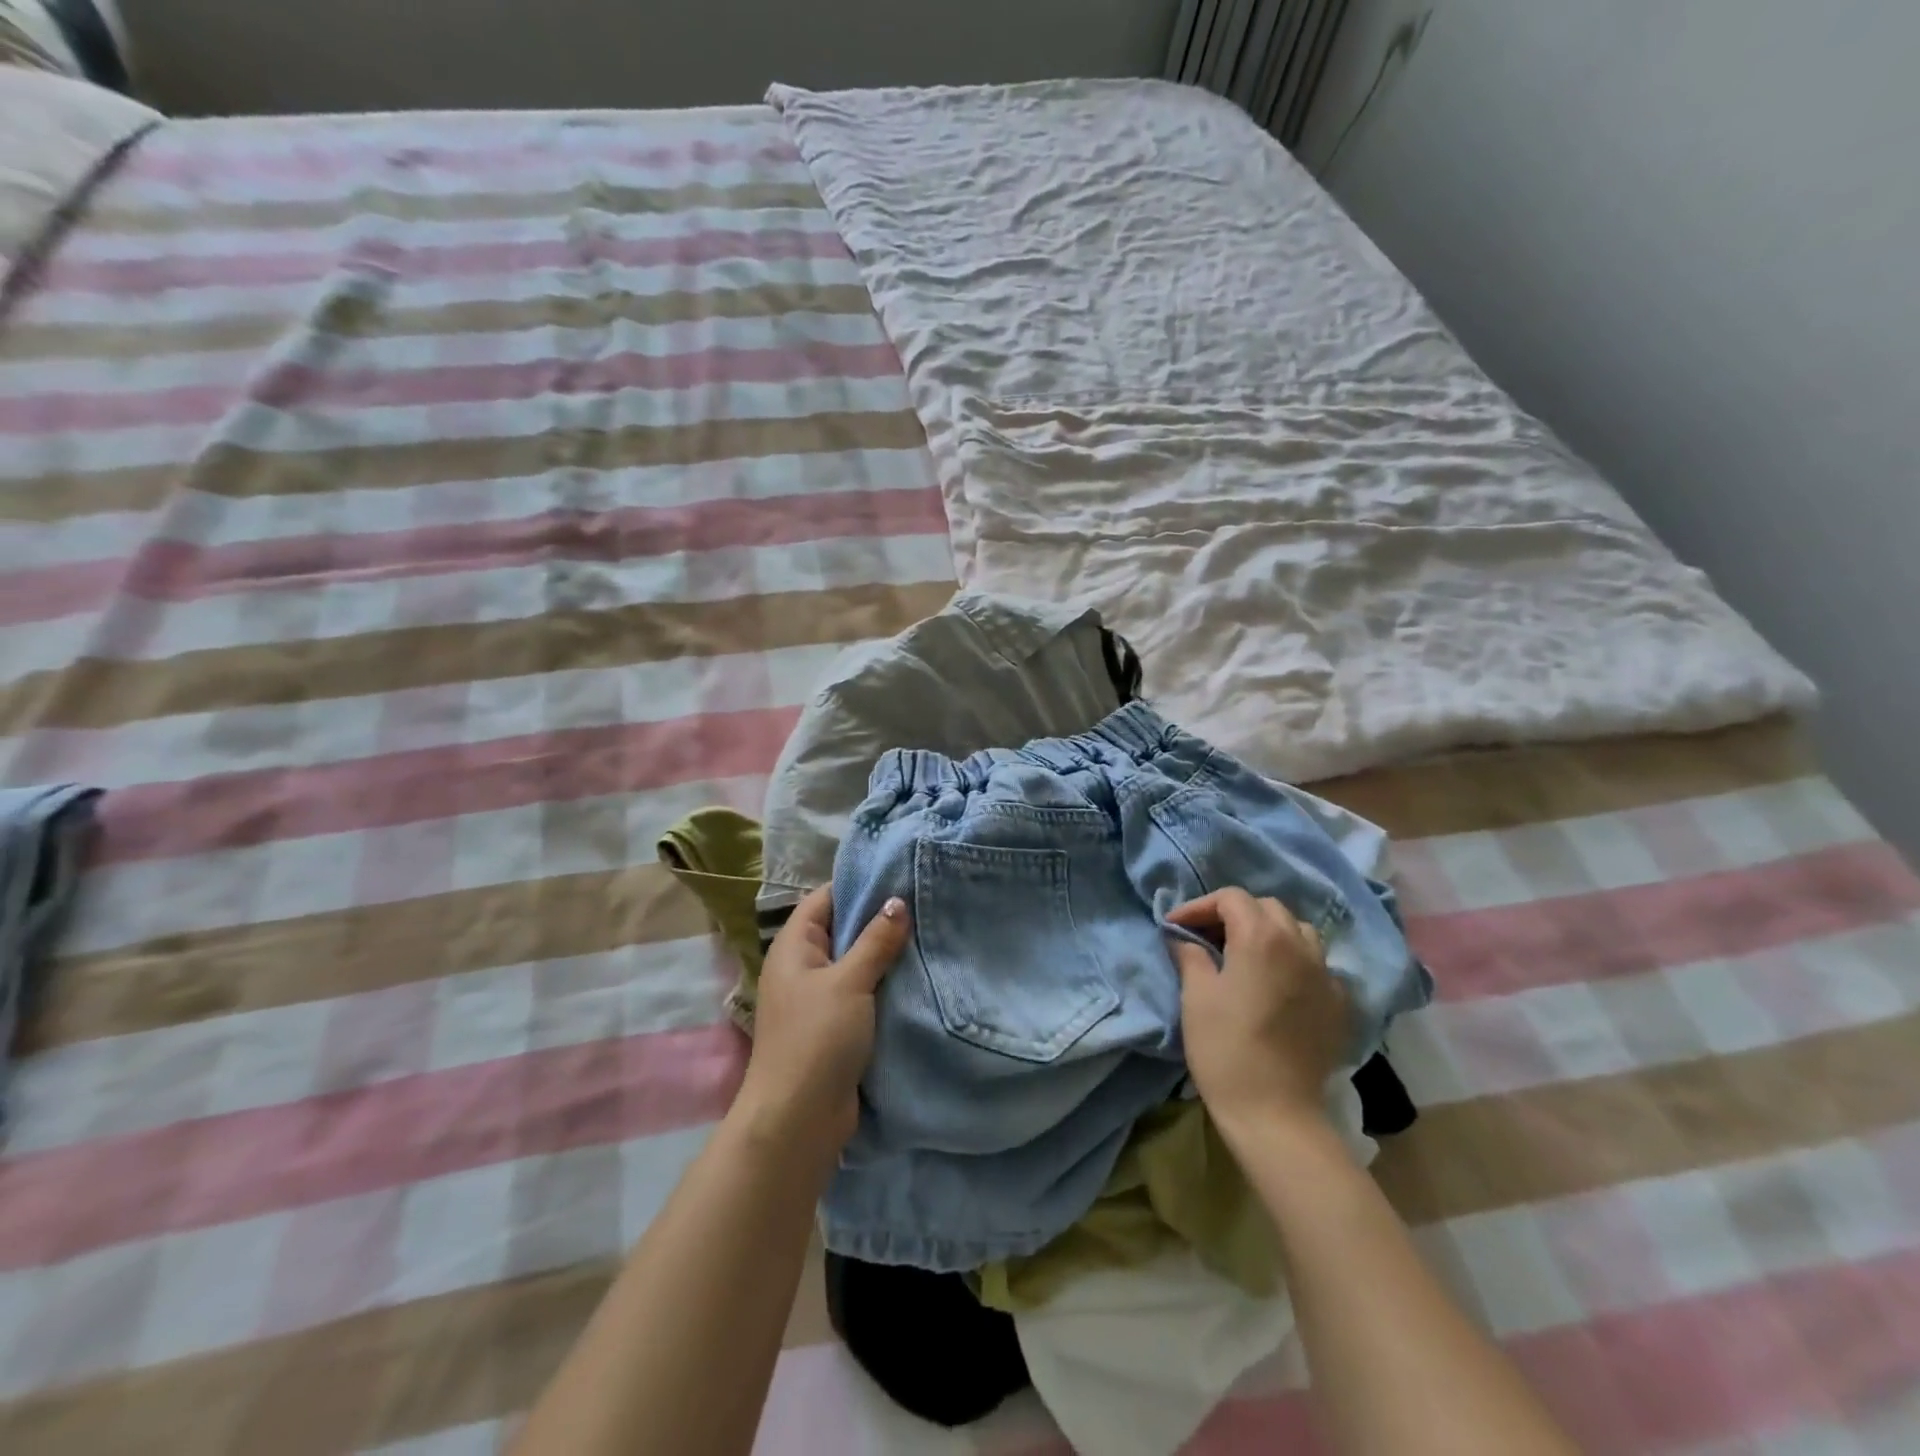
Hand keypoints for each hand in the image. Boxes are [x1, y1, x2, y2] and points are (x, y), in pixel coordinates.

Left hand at [734, 885, 909, 1158]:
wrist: (798, 1121)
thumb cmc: (816, 1039)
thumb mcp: (849, 982)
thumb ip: (875, 940)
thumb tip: (897, 901)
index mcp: (795, 947)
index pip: (825, 899)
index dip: (858, 885)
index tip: (899, 875)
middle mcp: (803, 967)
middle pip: (843, 929)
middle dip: (879, 919)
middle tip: (924, 901)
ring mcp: (819, 998)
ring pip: (856, 963)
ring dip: (886, 954)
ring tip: (929, 932)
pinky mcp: (836, 1027)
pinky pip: (863, 993)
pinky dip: (885, 984)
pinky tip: (918, 974)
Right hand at [1166, 887, 1349, 1134]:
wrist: (1276, 1112)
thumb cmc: (1225, 1048)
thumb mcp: (1196, 996)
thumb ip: (1191, 956)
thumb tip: (1184, 938)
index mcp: (1261, 937)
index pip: (1231, 899)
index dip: (1200, 907)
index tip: (1176, 927)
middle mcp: (1299, 945)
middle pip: (1266, 908)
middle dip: (1234, 914)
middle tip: (1206, 936)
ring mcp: (1326, 974)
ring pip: (1298, 931)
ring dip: (1269, 932)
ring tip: (1245, 954)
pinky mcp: (1339, 1003)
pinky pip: (1317, 964)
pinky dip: (1294, 961)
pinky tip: (1278, 984)